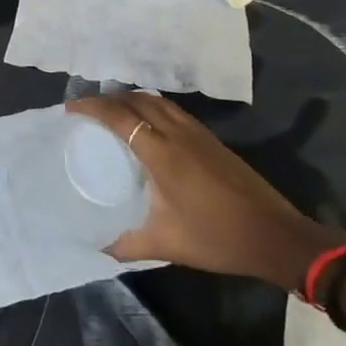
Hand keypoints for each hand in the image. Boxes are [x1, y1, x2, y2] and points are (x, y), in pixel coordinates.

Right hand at [69, 93, 342, 289]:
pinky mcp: (212, 140)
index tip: (70, 108)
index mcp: (163, 154)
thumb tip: (98, 247)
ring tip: (113, 112)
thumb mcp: (167, 244)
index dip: (92, 107)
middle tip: (87, 110)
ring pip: (158, 101)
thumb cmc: (218, 238)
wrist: (276, 236)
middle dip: (109, 98)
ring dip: (132, 99)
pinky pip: (173, 111)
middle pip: (138, 100)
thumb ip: (127, 244)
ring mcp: (198, 134)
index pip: (120, 117)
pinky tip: (147, 127)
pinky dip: (152, 107)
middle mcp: (179, 134)